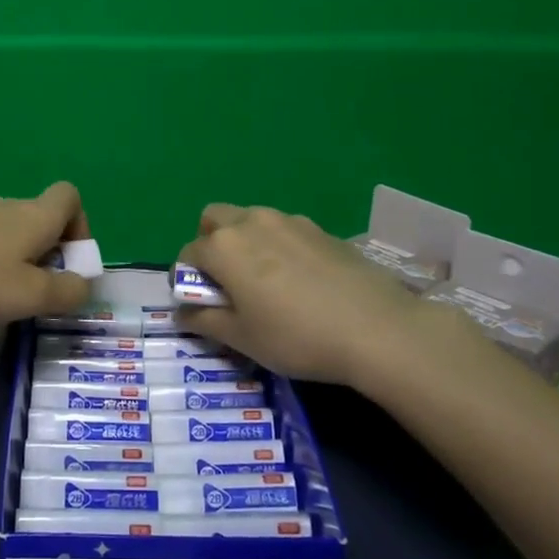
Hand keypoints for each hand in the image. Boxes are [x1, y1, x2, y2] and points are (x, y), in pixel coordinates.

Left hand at [0, 181, 92, 331]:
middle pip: (42, 222)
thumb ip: (67, 291)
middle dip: (50, 258)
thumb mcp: (30, 295)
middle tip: (38, 297)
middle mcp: (8, 209)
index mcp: (35, 216)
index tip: (69, 265)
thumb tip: (84, 285)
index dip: (80, 228)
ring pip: (12, 238)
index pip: (70, 197)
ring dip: (18, 268)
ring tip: (3, 304)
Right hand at [175, 204, 442, 388]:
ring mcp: (289, 221)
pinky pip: (284, 230)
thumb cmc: (296, 337)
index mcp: (223, 247)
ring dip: (245, 241)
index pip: (187, 254)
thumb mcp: (242, 338)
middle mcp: (251, 222)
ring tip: (266, 281)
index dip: (186, 280)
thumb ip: (203, 321)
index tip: (202, 305)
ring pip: (250, 220)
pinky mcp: (320, 229)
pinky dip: (278, 246)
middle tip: (227, 282)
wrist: (377, 329)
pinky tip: (301, 280)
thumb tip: (181, 312)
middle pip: (214, 219)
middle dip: (210, 244)